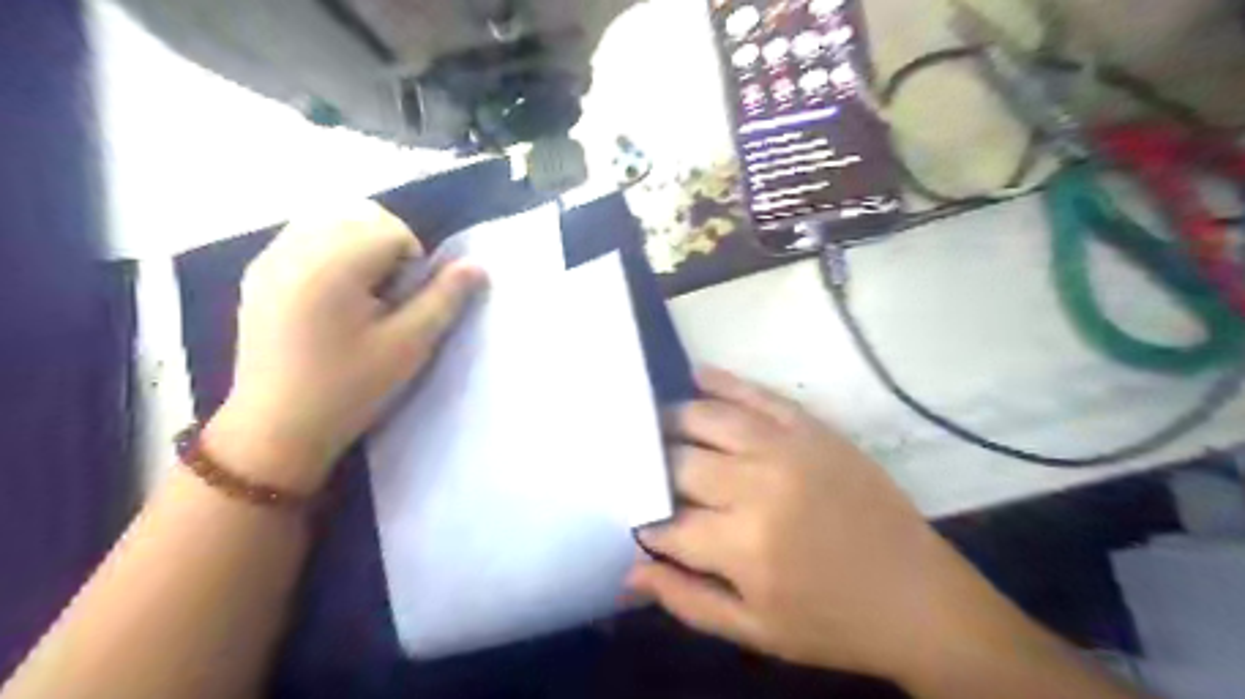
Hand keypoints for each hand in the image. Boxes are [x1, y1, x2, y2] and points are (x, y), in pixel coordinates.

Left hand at [205, 202, 478, 492]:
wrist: (275, 429)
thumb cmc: (349, 389)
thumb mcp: (408, 346)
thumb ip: (445, 298)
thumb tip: (476, 266)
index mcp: (331, 265)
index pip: (390, 228)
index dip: (412, 261)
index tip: (405, 303)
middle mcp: (294, 249)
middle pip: (359, 214)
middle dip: (386, 245)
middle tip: (387, 296)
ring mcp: (269, 259)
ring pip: (331, 220)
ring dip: (359, 244)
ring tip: (361, 295)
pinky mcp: (258, 274)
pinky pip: (303, 237)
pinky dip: (330, 250)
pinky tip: (331, 297)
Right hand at [633, 369, 1010, 685]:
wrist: (917, 596)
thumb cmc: (832, 622)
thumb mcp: (755, 630)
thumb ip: (686, 600)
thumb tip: (628, 569)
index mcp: (742, 546)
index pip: (665, 523)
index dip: (645, 522)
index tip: (639, 520)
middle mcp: (757, 486)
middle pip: (679, 462)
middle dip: (655, 470)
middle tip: (648, 474)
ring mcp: (786, 448)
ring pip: (707, 418)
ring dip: (675, 421)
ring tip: (660, 429)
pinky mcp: (812, 428)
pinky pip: (756, 394)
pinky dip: (722, 382)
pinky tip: (697, 376)